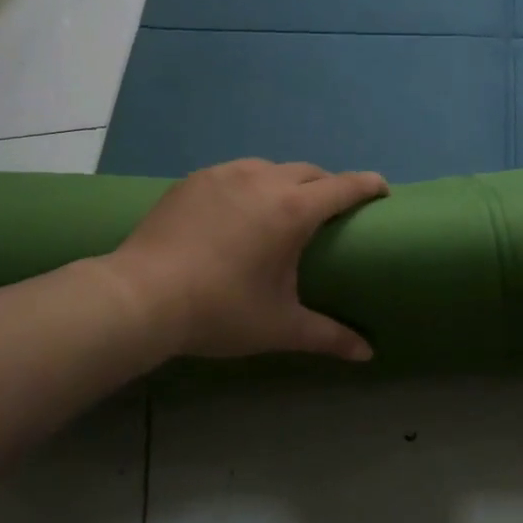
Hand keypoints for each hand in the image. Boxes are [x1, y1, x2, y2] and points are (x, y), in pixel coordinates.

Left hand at [108, 158, 388, 361]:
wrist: (141, 297)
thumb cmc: (220, 310)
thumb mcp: (280, 326)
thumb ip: (328, 336)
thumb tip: (367, 354)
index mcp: (294, 210)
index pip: (344, 187)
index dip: (368, 185)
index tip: (382, 191)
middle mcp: (264, 180)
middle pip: (311, 172)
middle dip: (329, 185)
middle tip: (332, 212)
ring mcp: (227, 174)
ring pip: (272, 167)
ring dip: (288, 182)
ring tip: (284, 209)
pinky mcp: (196, 179)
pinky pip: (237, 173)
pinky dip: (251, 184)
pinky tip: (240, 210)